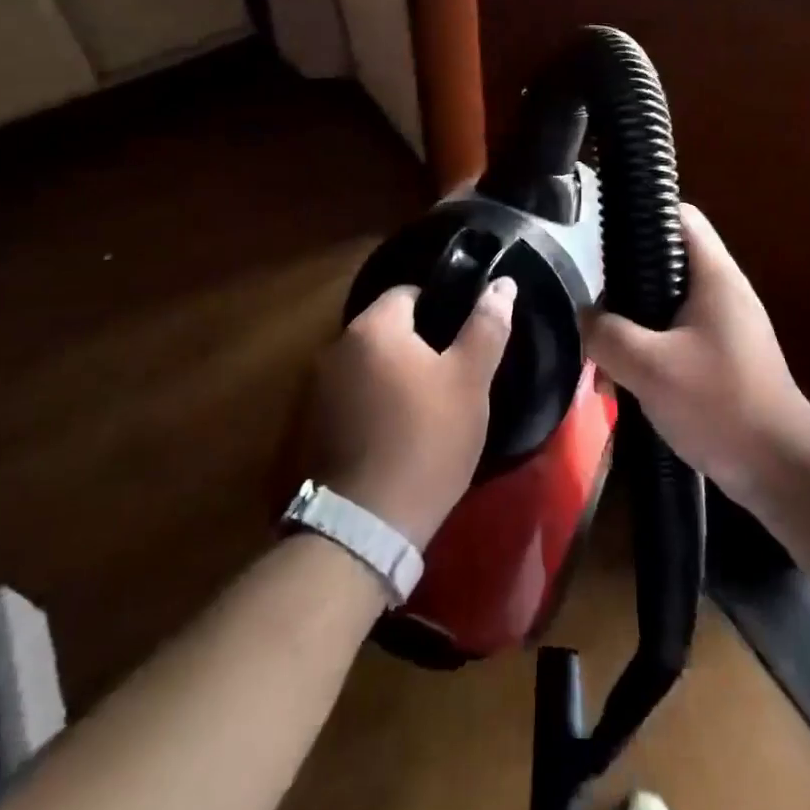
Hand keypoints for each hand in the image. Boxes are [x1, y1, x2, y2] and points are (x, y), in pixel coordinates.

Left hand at [309, 277, 516, 547]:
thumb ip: (486, 326)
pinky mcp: (306, 426)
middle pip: (384, 329)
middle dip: (414, 346)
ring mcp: (314, 388)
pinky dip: (367, 406)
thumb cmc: (426, 441)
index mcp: (372, 327)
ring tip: (421, 411)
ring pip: (365, 365)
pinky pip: (346, 398)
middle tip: (447, 380)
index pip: (408, 293)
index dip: (440, 311)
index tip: (460, 344)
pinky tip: (389, 437)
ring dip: (389, 377)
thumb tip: (503, 282)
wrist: (364, 527)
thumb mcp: (470, 382)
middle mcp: (335, 346)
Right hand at [583, 205, 809, 508]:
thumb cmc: (719, 405)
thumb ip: (606, 334)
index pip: (680, 215)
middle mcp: (723, 291)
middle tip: (593, 302)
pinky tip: (625, 379)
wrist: (781, 472)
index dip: (642, 214)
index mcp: (715, 276)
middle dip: (626, 280)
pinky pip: (676, 335)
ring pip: (667, 303)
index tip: (603, 235)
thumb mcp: (649, 367)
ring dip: (633, 322)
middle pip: (667, 260)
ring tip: (602, 349)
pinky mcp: (722, 358)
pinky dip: (649, 348)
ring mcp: (725, 326)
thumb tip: (584, 317)